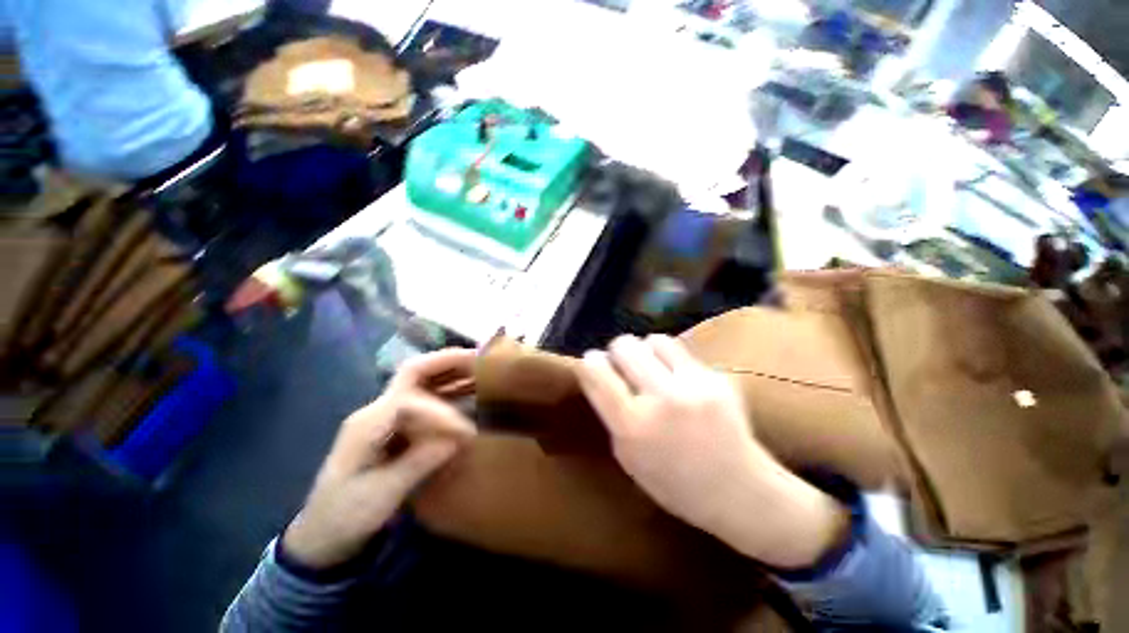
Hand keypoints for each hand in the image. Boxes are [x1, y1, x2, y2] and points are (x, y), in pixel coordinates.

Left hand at [283, 349, 477, 569]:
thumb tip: (460, 437)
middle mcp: (377, 410)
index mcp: (368, 424)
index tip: (469, 432)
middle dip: (447, 362)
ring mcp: (386, 415)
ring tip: (480, 369)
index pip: (411, 400)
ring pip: (423, 381)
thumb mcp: (381, 495)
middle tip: (478, 359)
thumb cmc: (346, 517)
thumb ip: (420, 461)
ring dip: (451, 372)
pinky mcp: (397, 425)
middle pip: (414, 372)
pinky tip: (468, 390)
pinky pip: (427, 398)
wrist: (323, 534)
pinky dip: (450, 390)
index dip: (443, 412)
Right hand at [577, 335, 847, 568]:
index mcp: (632, 426)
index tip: (591, 361)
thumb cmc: (674, 483)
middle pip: (624, 346)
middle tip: (622, 362)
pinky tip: (676, 374)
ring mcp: (692, 385)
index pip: (597, 374)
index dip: (589, 362)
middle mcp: (660, 399)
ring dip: (646, 349)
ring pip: (653, 340)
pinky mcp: (716, 378)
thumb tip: (602, 374)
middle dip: (617, 350)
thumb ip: (612, 414)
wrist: (739, 492)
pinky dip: (670, 357)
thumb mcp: (628, 458)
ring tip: (651, 364)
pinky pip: (681, 351)